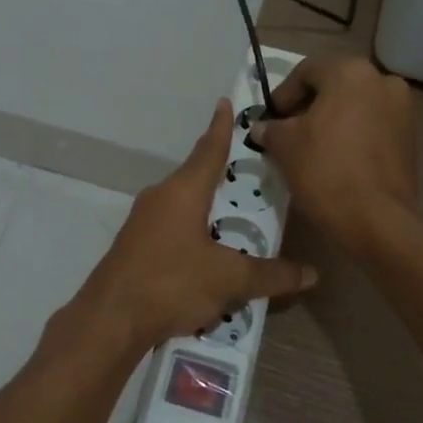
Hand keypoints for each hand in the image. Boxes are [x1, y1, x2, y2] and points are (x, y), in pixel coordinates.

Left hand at [74, 99, 317, 351]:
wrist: (110, 320)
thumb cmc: (171, 283)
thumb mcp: (229, 279)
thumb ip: (271, 275)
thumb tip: (312, 274)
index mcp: (183, 192)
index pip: (209, 149)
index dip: (221, 127)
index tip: (225, 103)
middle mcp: (160, 198)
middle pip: (196, 177)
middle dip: (223, 175)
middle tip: (253, 174)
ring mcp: (142, 222)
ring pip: (183, 205)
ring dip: (208, 208)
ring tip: (238, 218)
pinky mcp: (134, 247)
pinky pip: (172, 229)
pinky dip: (193, 232)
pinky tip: (209, 255)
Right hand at [253, 56, 416, 252]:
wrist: (375, 218)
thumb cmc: (324, 170)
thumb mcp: (285, 146)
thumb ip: (271, 129)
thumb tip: (262, 128)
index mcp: (350, 73)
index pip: (306, 71)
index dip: (283, 94)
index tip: (270, 119)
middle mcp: (382, 81)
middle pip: (334, 85)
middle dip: (308, 106)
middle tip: (287, 131)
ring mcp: (402, 109)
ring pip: (355, 105)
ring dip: (331, 120)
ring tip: (310, 147)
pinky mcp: (410, 137)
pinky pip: (372, 125)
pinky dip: (352, 134)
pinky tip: (335, 158)